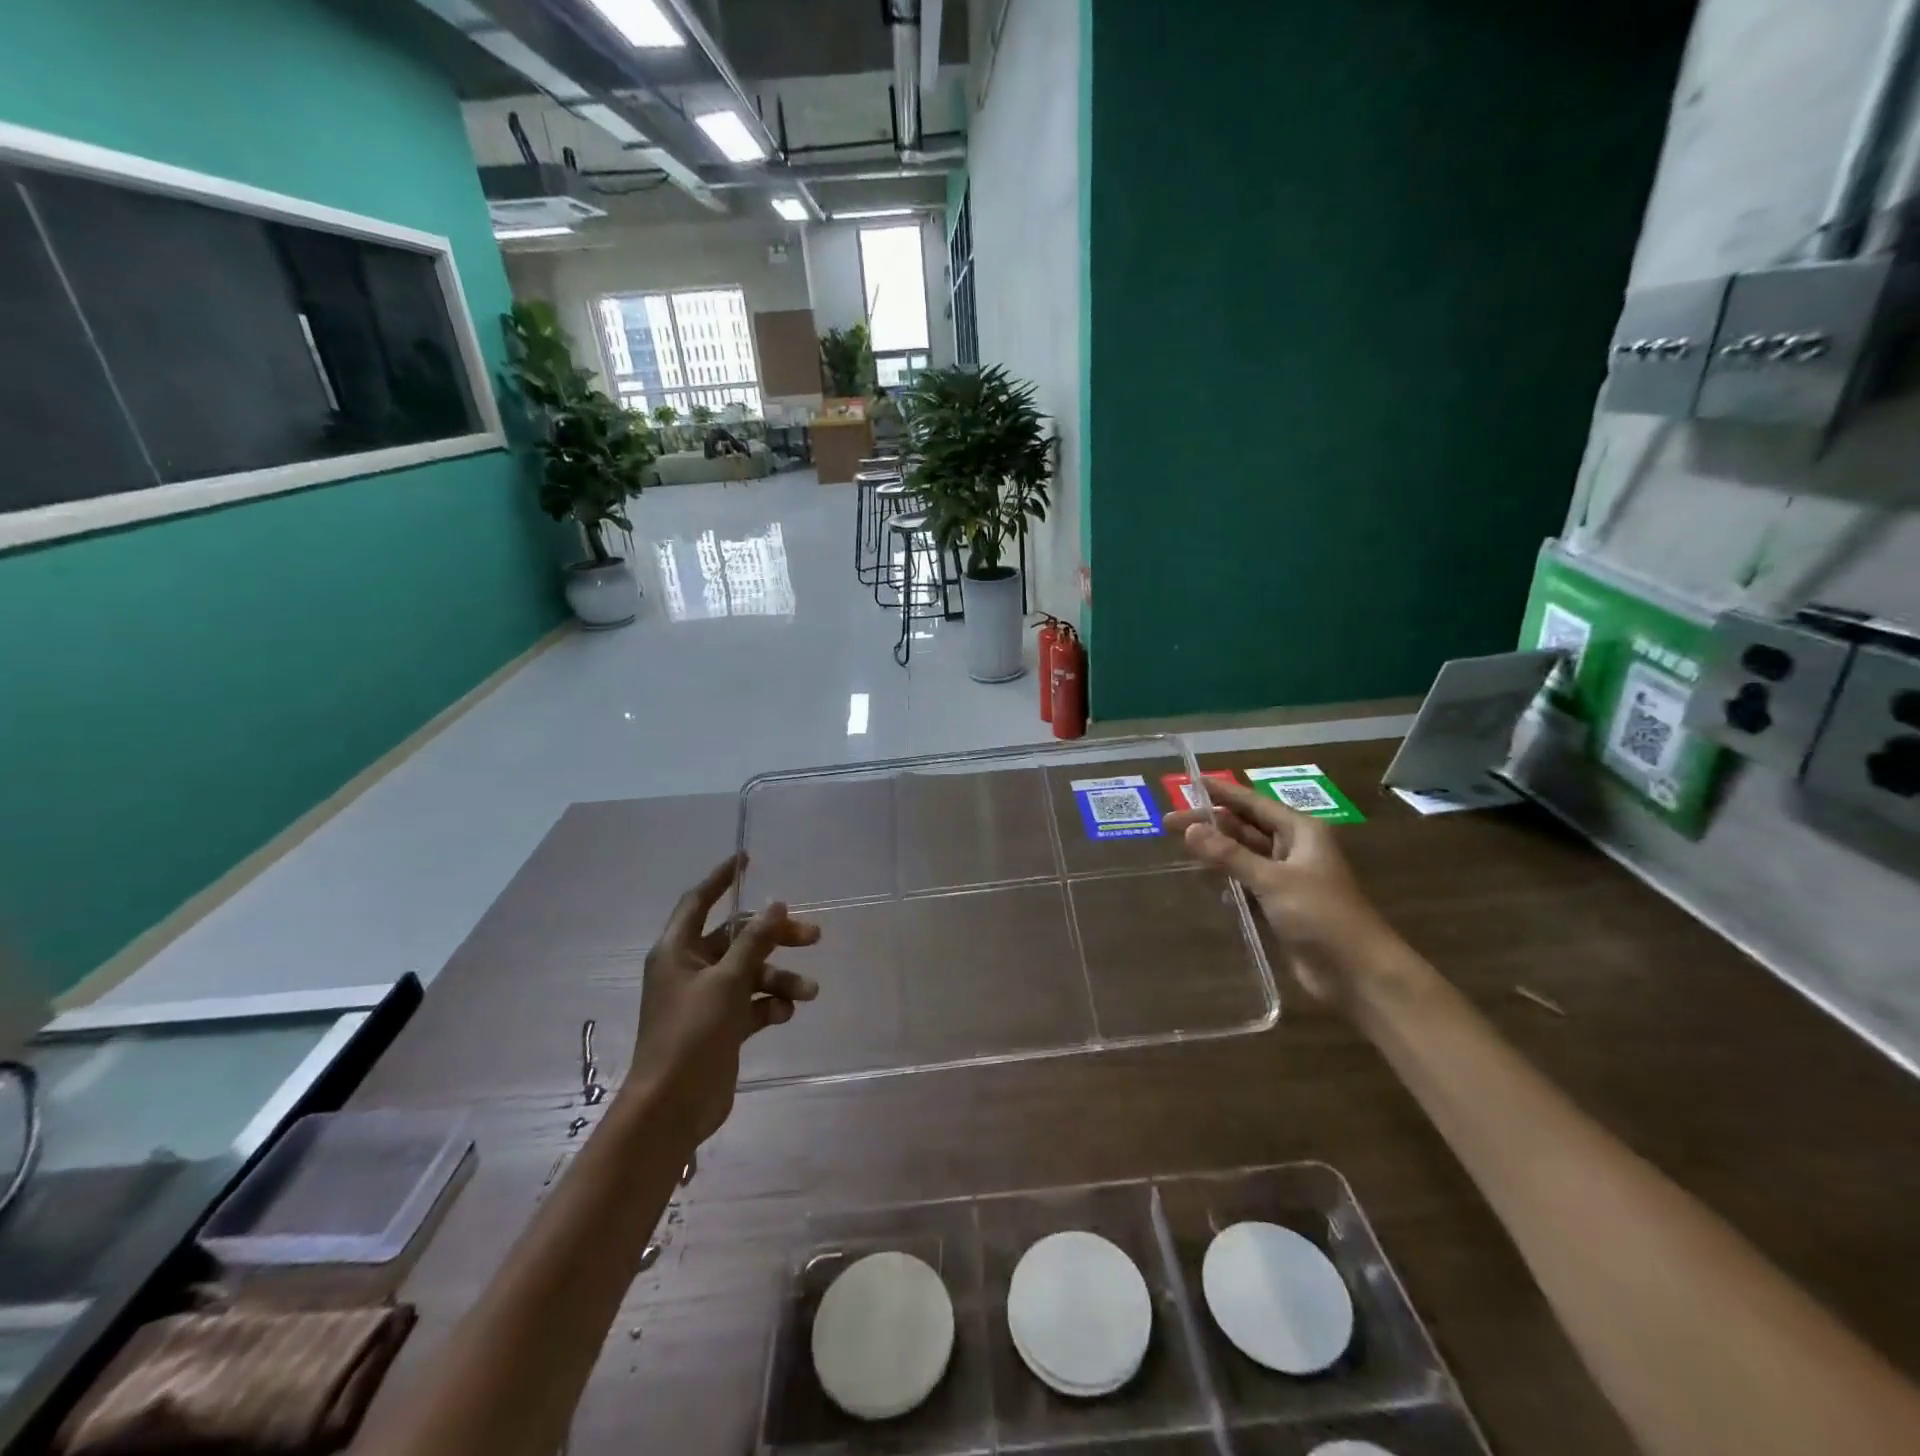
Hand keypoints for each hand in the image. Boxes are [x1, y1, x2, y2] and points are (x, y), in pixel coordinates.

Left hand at [629, 854, 818, 1141]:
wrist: (673, 1107)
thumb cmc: (691, 1034)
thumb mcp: (727, 982)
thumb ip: (754, 941)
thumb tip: (777, 903)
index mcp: (677, 950)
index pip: (698, 901)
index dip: (721, 878)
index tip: (747, 858)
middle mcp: (690, 968)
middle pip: (738, 937)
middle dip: (775, 936)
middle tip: (813, 936)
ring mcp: (706, 998)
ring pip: (751, 972)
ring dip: (780, 978)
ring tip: (810, 992)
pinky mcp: (721, 1026)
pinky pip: (752, 1003)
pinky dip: (770, 1005)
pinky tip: (785, 1014)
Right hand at [1167, 779, 1405, 1005]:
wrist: (1358, 972)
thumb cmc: (1320, 915)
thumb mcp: (1272, 880)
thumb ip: (1229, 855)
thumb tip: (1191, 829)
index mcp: (1301, 832)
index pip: (1253, 803)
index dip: (1222, 792)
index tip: (1191, 780)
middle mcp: (1295, 849)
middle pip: (1245, 828)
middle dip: (1210, 823)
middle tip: (1169, 822)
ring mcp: (1288, 878)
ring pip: (1245, 855)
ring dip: (1217, 850)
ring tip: (1181, 846)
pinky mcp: (1282, 905)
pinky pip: (1248, 882)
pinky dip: (1228, 878)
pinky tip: (1204, 880)